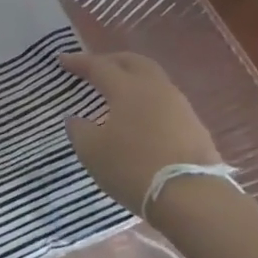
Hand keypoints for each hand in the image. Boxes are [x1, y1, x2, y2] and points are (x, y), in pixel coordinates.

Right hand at [59, 50, 220, 216]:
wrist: (192, 198)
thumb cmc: (133, 167)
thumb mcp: (92, 151)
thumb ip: (79, 130)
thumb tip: (76, 119)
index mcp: (128, 88)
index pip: (99, 66)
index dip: (78, 62)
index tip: (61, 59)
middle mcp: (156, 89)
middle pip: (134, 62)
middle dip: (112, 61)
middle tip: (94, 67)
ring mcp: (181, 107)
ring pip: (154, 81)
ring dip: (134, 80)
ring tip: (118, 93)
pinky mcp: (196, 128)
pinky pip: (166, 103)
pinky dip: (149, 102)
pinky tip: (140, 117)